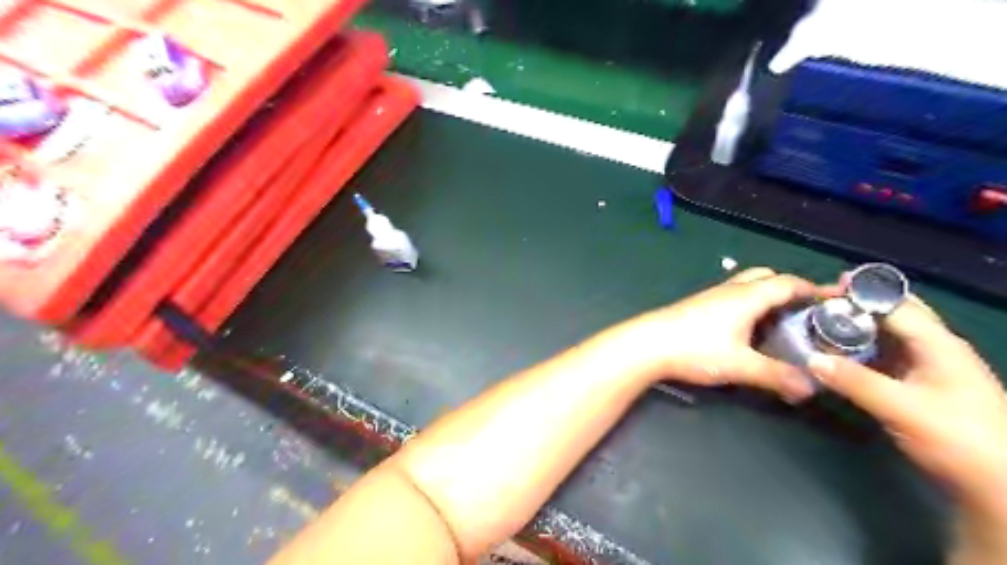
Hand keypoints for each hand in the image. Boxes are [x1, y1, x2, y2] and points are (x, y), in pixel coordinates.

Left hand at [622, 267, 833, 404]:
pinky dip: (749, 305)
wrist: (647, 344)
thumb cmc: (695, 348)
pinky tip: (747, 329)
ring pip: (747, 286)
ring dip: (767, 296)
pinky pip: (732, 297)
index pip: (788, 283)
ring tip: (782, 322)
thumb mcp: (740, 365)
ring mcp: (711, 296)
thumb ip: (776, 376)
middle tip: (807, 311)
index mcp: (747, 296)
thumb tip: (809, 388)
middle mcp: (730, 290)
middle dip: (790, 289)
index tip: (836, 300)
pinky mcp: (697, 306)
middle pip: (766, 278)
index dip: (814, 289)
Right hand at [808, 298, 1006, 513]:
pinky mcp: (918, 387)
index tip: (821, 290)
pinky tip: (836, 356)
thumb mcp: (904, 409)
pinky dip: (858, 352)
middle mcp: (934, 349)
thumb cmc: (961, 441)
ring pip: (886, 337)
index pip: (895, 306)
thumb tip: (811, 359)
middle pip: (893, 315)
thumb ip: (856, 381)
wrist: (998, 488)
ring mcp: (927, 369)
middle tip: (817, 304)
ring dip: (855, 329)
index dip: (859, 294)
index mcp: (939, 345)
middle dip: (857, 306)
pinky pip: (883, 358)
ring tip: (819, 326)